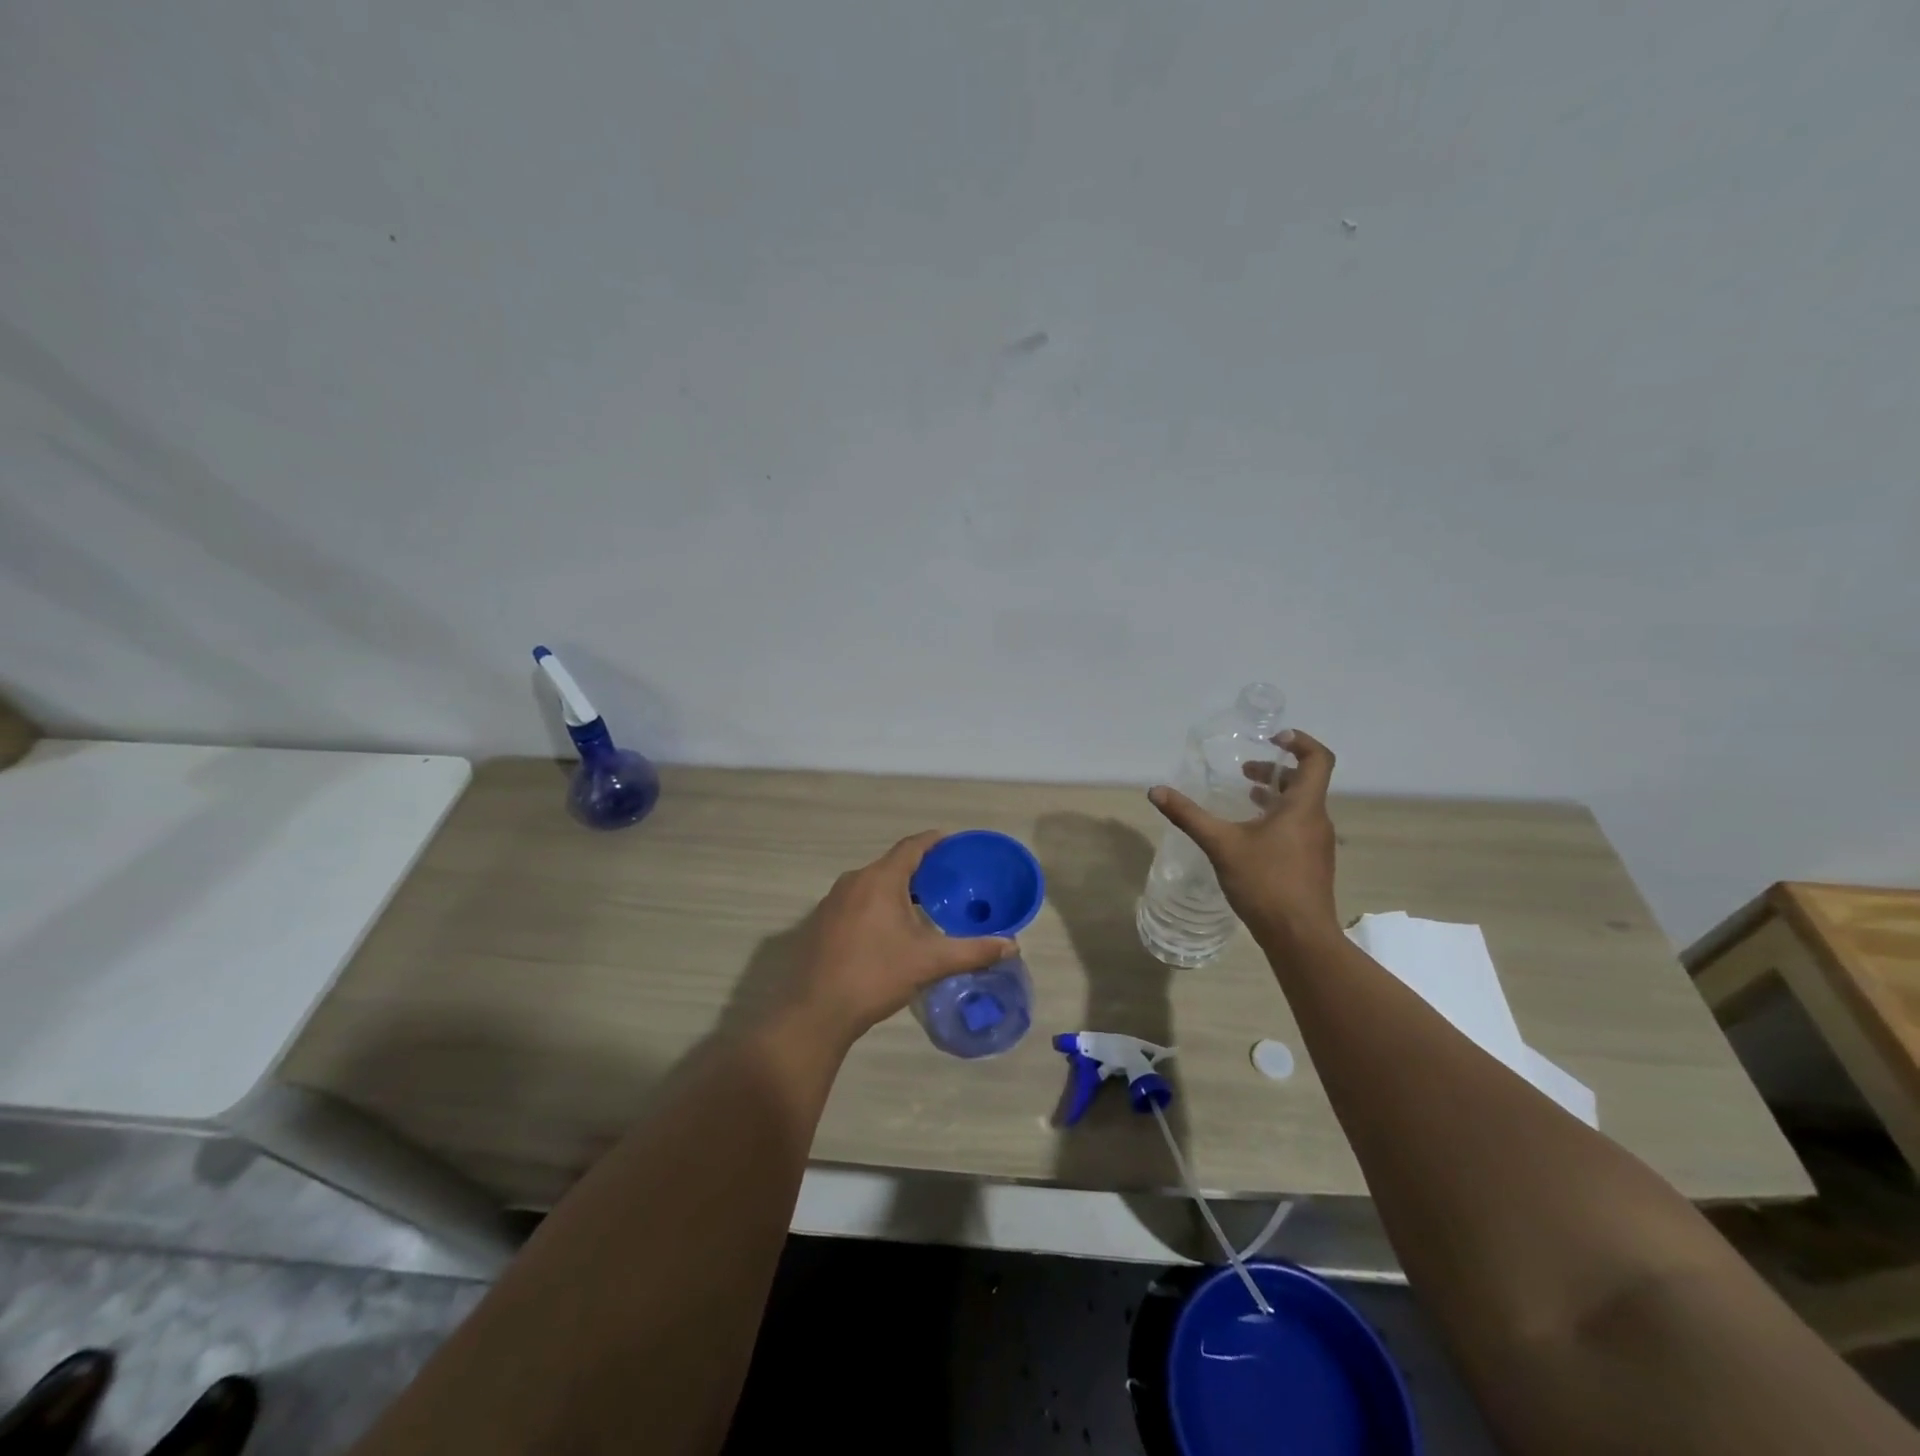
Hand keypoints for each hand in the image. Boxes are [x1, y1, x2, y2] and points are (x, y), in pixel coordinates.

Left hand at [782, 831, 1017, 1044]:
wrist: (816, 1011)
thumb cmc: (876, 975)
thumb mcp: (930, 962)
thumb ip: (973, 951)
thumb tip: (1012, 944)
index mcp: (880, 879)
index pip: (912, 846)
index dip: (934, 842)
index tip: (953, 844)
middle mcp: (854, 881)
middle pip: (892, 864)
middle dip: (919, 869)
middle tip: (947, 882)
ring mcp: (832, 901)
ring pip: (872, 884)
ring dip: (897, 889)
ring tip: (923, 906)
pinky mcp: (821, 922)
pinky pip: (856, 901)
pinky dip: (877, 905)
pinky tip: (889, 930)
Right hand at [1148, 728, 1340, 944]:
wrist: (1300, 937)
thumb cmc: (1266, 883)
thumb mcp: (1221, 845)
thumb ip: (1189, 815)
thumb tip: (1156, 791)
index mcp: (1303, 807)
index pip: (1318, 759)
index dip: (1300, 741)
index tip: (1273, 738)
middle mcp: (1316, 820)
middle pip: (1306, 782)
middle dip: (1276, 770)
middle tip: (1245, 770)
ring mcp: (1318, 844)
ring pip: (1301, 806)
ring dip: (1275, 796)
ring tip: (1245, 797)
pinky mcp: (1312, 864)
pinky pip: (1298, 827)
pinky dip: (1277, 818)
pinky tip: (1250, 836)